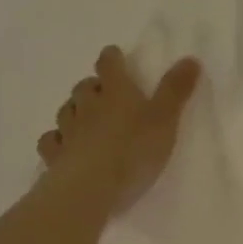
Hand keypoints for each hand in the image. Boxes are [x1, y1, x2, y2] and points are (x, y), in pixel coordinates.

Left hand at [37, 46, 201, 211]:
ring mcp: (68, 130)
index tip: (115, 56)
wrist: (91, 187)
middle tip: (105, 94)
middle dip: (94, 87)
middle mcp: (87, 105)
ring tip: (86, 118)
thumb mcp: (165, 119)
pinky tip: (65, 145)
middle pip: (84, 87)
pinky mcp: (56, 155)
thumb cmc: (134, 150)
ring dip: (76, 110)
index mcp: (115, 92)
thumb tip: (190, 58)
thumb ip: (176, 90)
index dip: (112, 58)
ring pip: (66, 111)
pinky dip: (58, 139)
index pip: (109, 64)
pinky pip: (52, 141)